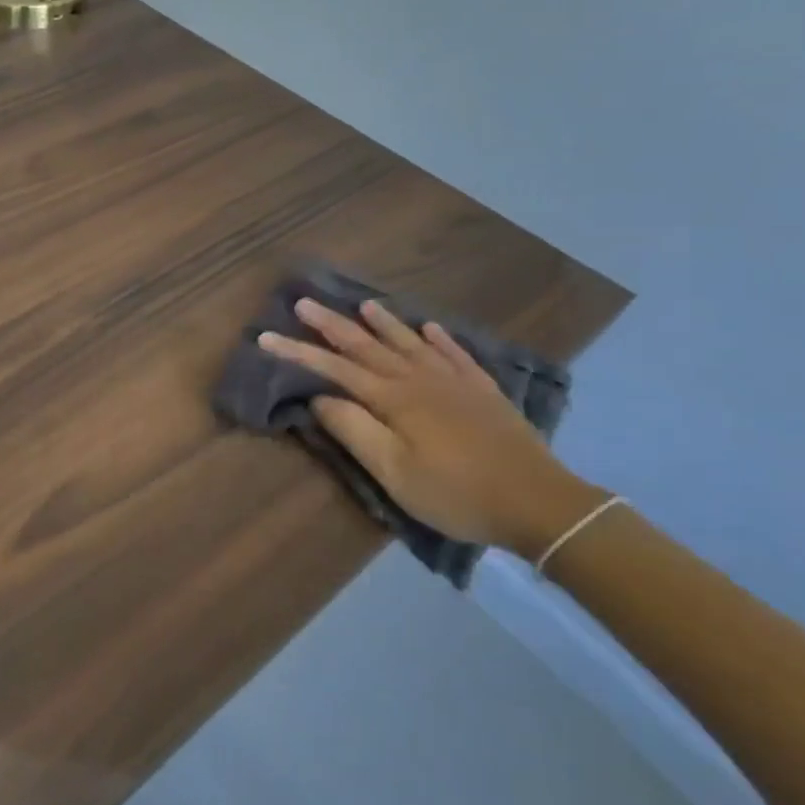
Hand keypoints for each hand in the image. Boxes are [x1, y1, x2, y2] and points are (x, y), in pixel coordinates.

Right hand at [259, 298, 606, 558]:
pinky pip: (456, 354)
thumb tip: (319, 398)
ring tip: (363, 303)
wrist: (538, 502)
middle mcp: (419, 379)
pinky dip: (440, 339)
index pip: (334, 368)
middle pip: (367, 345)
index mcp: (393, 399)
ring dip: (384, 322)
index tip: (266, 336)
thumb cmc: (456, 493)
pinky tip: (431, 327)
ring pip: (410, 342)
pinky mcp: (483, 391)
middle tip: (304, 302)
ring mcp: (454, 381)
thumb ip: (354, 431)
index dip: (298, 351)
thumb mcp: (394, 472)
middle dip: (331, 324)